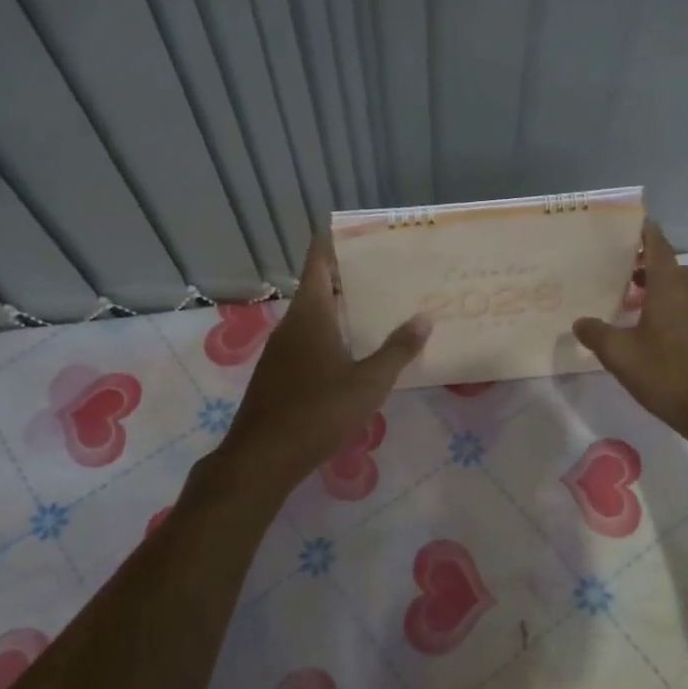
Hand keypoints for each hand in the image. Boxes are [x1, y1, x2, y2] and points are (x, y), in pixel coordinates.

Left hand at [220, 235, 430, 492]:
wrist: (262, 457)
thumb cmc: (318, 411)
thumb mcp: (368, 382)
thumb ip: (398, 350)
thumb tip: (425, 318)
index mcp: (310, 314)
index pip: (319, 261)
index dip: (334, 241)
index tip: (360, 231)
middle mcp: (292, 324)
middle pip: (319, 287)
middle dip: (349, 277)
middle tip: (387, 271)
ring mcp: (281, 350)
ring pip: (313, 316)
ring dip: (341, 309)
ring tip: (378, 308)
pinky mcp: (278, 374)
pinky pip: (307, 341)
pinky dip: (330, 335)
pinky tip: (353, 352)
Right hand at [573, 221, 687, 451]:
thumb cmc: (665, 374)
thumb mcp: (619, 354)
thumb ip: (596, 334)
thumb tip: (580, 322)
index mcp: (669, 286)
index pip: (658, 245)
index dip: (645, 231)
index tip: (631, 222)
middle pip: (669, 265)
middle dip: (646, 263)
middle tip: (620, 269)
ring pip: (679, 287)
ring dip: (658, 286)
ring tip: (630, 300)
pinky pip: (687, 306)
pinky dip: (669, 306)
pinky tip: (650, 328)